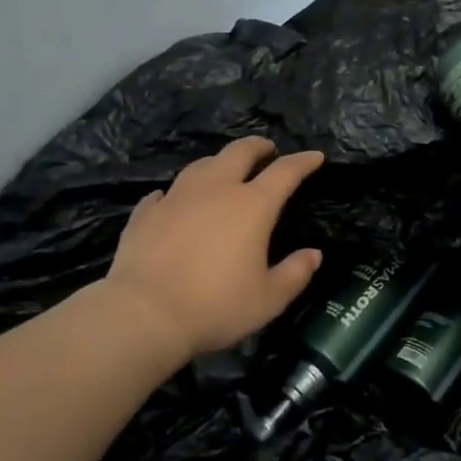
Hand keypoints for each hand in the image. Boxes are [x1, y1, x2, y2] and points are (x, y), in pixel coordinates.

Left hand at [101, 136, 324, 363]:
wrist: (144, 314)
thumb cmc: (216, 306)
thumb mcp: (268, 299)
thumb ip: (295, 274)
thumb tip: (313, 254)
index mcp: (252, 206)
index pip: (285, 172)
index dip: (303, 161)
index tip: (315, 156)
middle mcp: (215, 190)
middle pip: (239, 152)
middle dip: (257, 146)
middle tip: (267, 150)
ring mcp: (176, 197)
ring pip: (201, 165)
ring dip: (219, 162)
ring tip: (224, 170)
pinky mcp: (146, 212)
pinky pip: (165, 193)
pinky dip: (178, 193)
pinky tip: (174, 200)